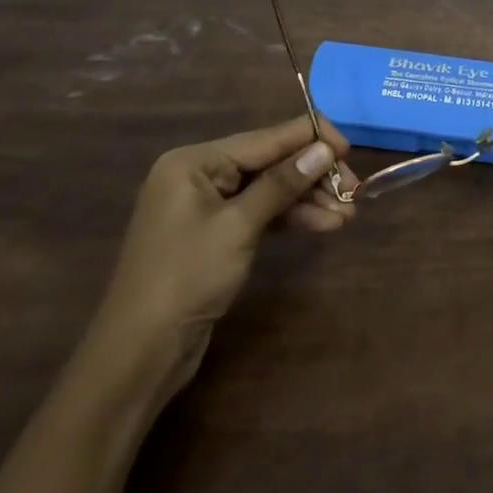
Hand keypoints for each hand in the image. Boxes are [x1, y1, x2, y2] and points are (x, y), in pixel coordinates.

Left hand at [81, 116, 353, 402]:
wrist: (139, 354)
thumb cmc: (186, 278)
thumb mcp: (239, 226)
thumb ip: (283, 183)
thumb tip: (325, 148)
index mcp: (195, 161)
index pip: (265, 138)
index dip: (311, 139)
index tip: (350, 148)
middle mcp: (199, 174)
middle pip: (270, 163)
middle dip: (312, 177)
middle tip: (353, 192)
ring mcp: (206, 206)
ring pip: (269, 189)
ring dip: (308, 200)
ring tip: (347, 216)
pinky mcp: (214, 234)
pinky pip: (259, 213)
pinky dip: (290, 217)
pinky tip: (323, 224)